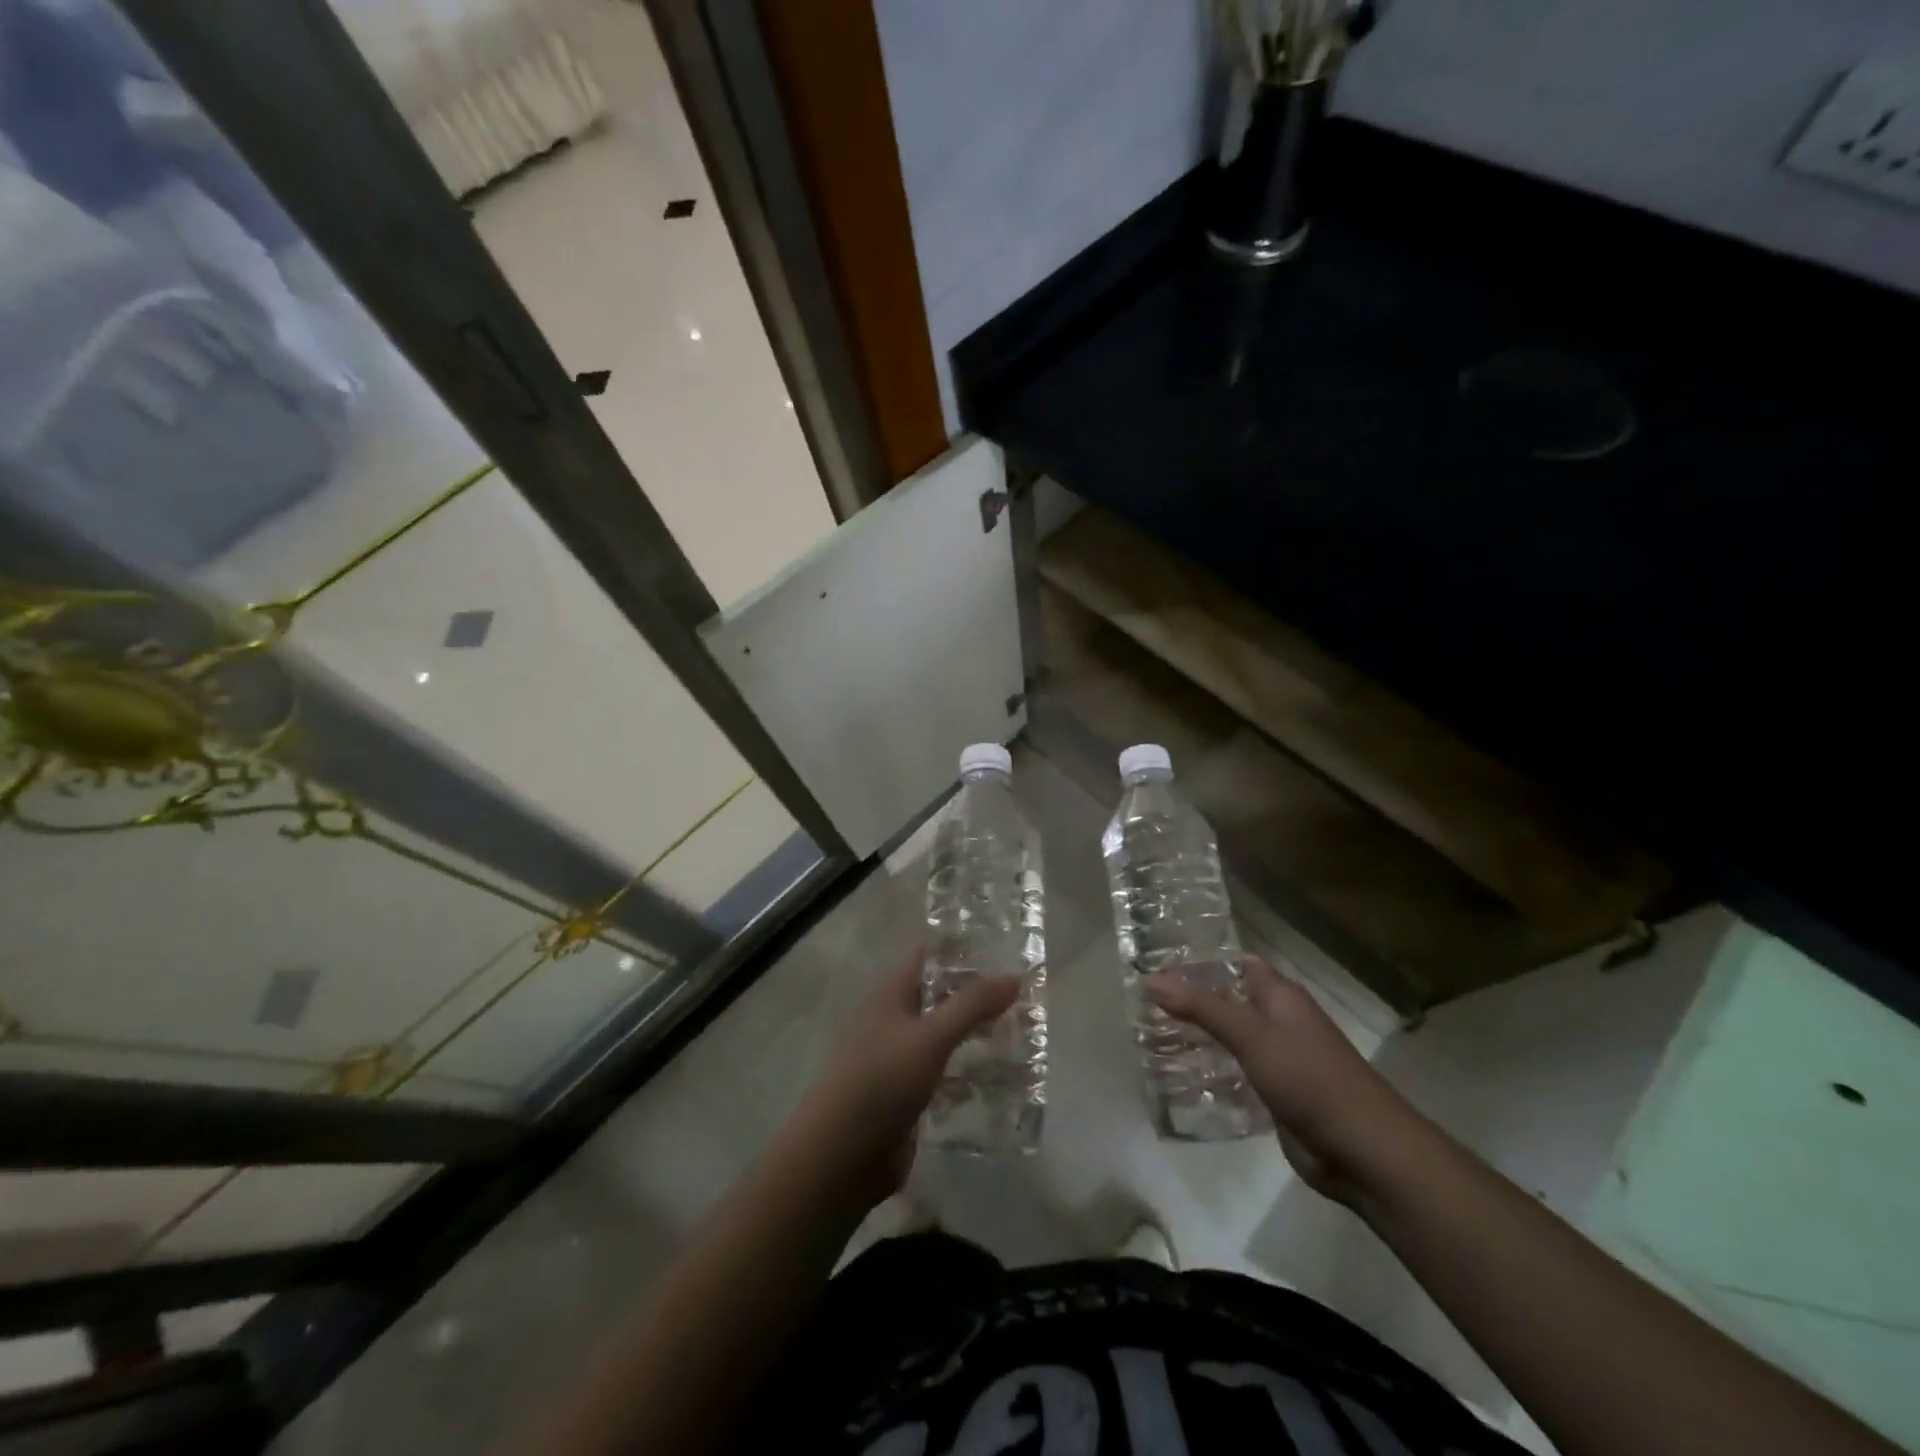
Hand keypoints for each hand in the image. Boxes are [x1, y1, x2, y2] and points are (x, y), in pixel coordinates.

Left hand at [787, 950, 1019, 1210]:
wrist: (839, 1157)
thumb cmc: (881, 1082)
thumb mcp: (931, 1037)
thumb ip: (972, 1006)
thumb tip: (1015, 976)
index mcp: (890, 996)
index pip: (928, 959)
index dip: (962, 952)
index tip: (1005, 950)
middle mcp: (893, 1022)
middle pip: (940, 999)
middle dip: (977, 998)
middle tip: (1024, 999)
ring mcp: (898, 1061)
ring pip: (943, 1038)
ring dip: (975, 1036)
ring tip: (1021, 1036)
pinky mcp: (906, 1097)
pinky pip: (942, 1076)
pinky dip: (967, 1075)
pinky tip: (999, 1083)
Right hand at [1147, 959, 1419, 1202]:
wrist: (1365, 1152)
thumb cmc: (1310, 1079)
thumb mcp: (1251, 1035)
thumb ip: (1201, 1007)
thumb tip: (1149, 979)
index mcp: (1280, 996)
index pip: (1234, 964)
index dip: (1198, 962)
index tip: (1154, 963)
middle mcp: (1278, 1021)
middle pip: (1228, 1001)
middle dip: (1190, 1002)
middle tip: (1141, 1003)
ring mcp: (1278, 1059)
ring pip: (1229, 1038)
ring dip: (1198, 1038)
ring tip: (1149, 1037)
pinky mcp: (1275, 1094)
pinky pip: (1235, 1073)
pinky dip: (1210, 1072)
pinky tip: (1178, 1078)